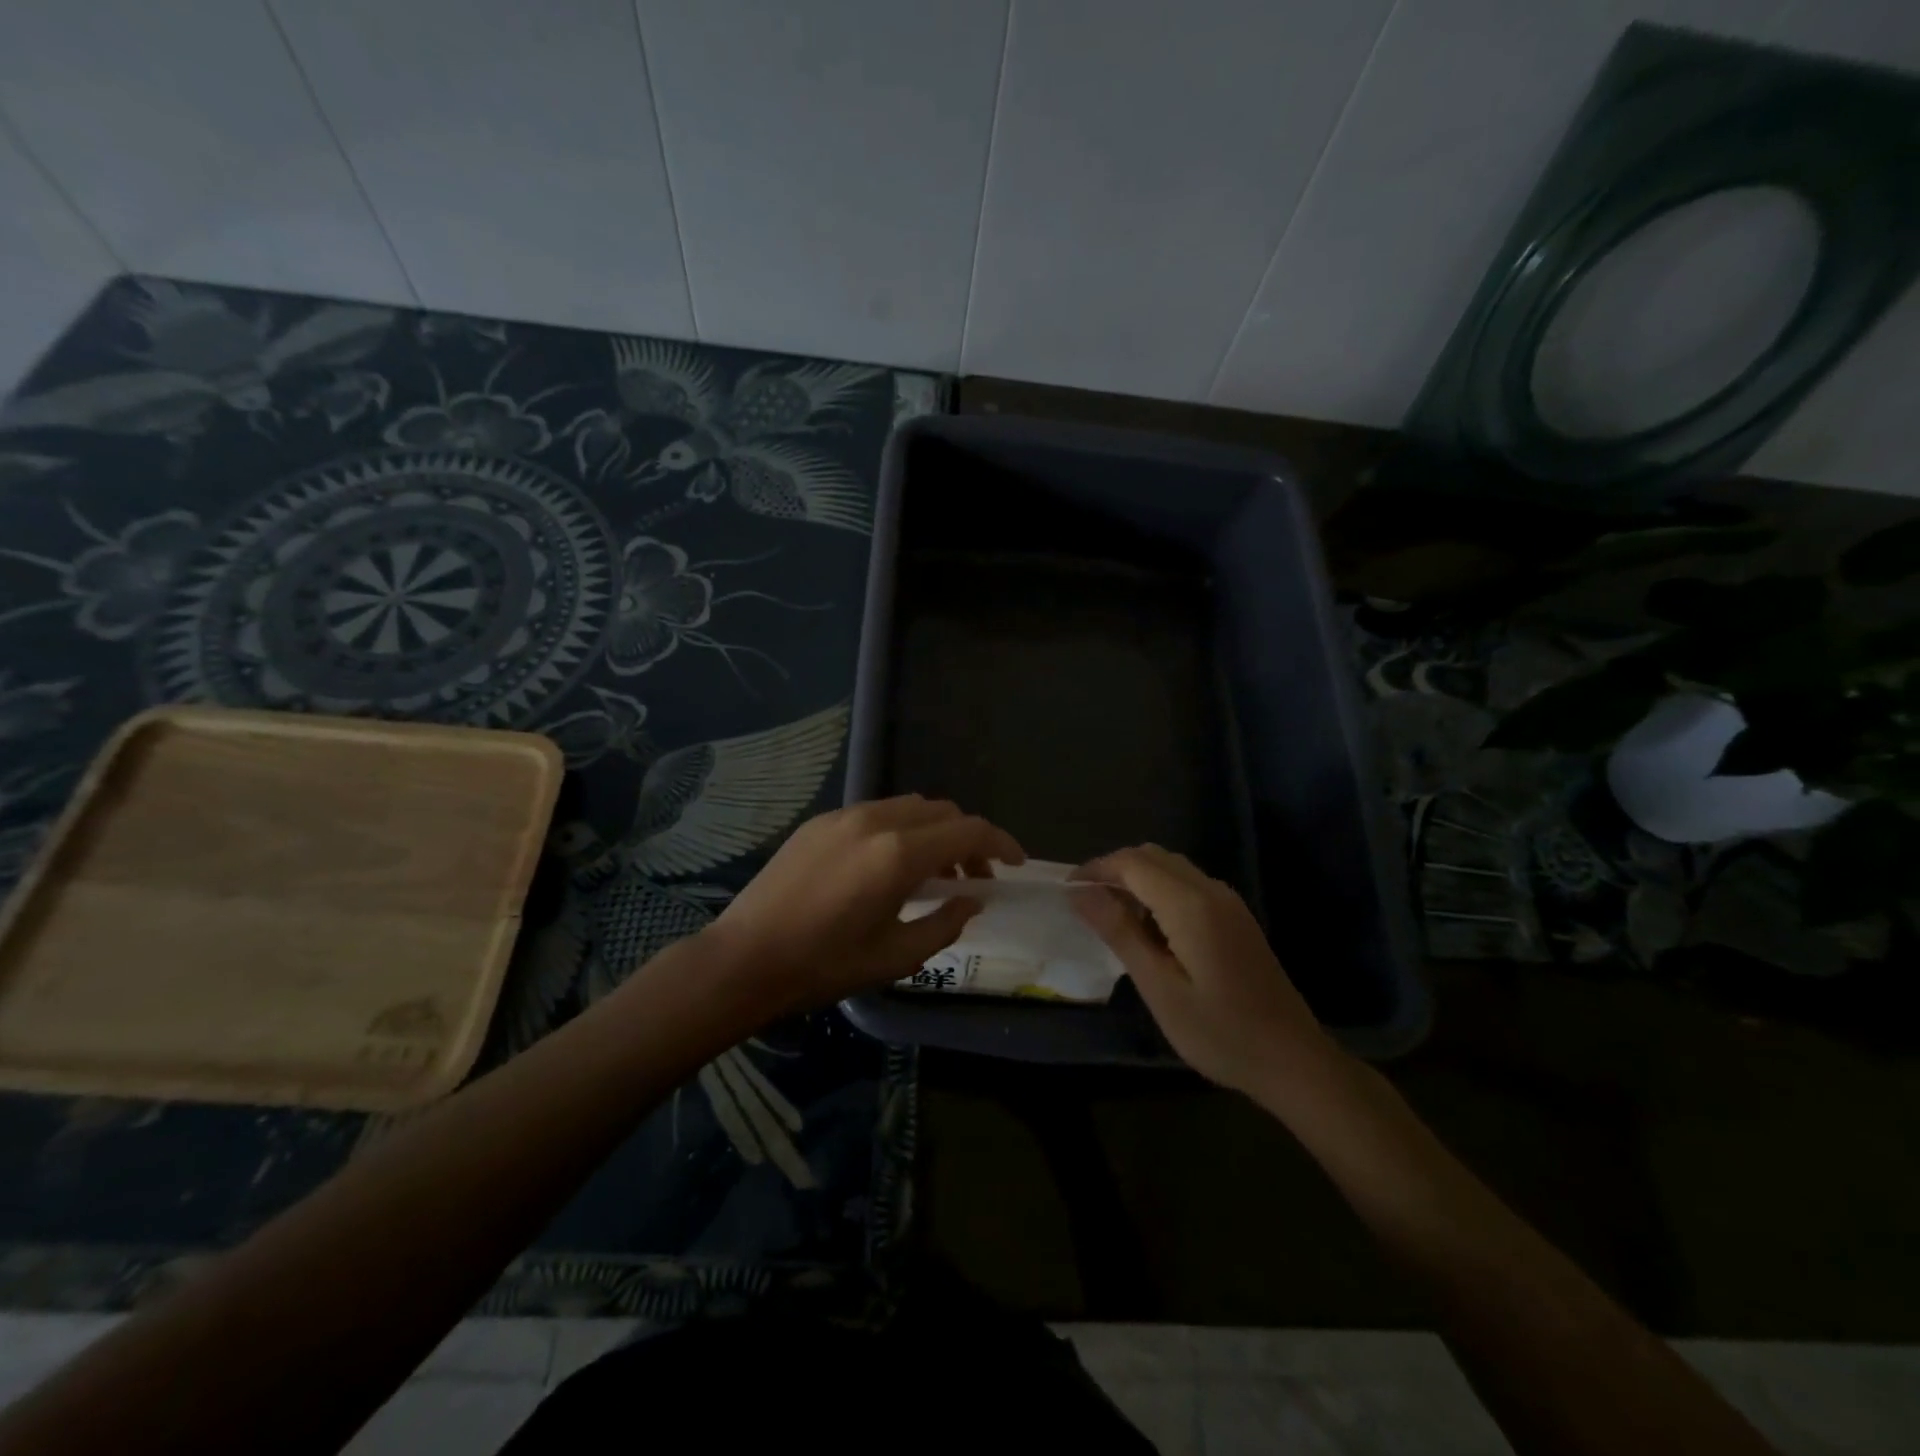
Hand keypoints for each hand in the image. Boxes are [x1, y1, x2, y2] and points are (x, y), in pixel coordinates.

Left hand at [707, 795, 1023, 1017]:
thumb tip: (971, 900)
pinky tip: (890, 866)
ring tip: (933, 874)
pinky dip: (902, 829)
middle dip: (968, 839)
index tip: (1015, 864)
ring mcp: (844, 815)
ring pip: (910, 806)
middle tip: (973, 878)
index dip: (1000, 844)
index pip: (968, 831)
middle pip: (943, 811)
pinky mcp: (821, 822)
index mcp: (899, 854)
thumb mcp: (896, 956)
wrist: (744, 958)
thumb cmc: (824, 966)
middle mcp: (876, 821)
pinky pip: (877, 812)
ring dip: (935, 832)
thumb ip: (945, 923)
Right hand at [1074, 845, 1338, 1099]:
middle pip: (1152, 856)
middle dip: (1114, 870)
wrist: (1293, 1060)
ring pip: (1170, 867)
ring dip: (1136, 879)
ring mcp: (1228, 902)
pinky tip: (1149, 929)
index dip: (1095, 869)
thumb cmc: (1220, 1032)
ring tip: (1111, 917)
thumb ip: (1119, 933)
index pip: (1132, 863)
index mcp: (1190, 904)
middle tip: (1085, 904)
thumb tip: (1080, 893)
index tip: (1066, 891)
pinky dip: (1158, 891)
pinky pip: (1187, 884)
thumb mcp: (1159, 988)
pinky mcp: (1236, 917)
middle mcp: (1211, 890)